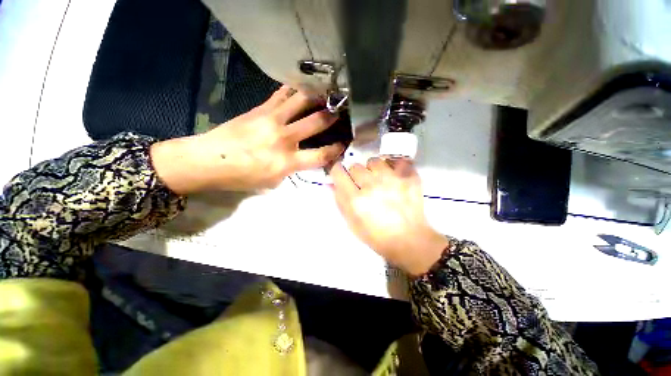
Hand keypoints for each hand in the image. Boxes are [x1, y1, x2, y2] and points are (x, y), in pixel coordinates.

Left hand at [151, 86, 344, 192]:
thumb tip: (301, 157)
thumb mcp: (273, 181)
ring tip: (326, 94)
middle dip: (332, 116)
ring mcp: (272, 120)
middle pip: (316, 122)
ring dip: (317, 97)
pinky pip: (282, 95)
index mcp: (287, 161)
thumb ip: (291, 168)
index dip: (335, 149)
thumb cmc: (242, 177)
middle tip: (341, 111)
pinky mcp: (261, 109)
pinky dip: (294, 90)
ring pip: (301, 101)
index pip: (320, 155)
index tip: (343, 144)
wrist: (209, 159)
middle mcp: (284, 138)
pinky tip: (301, 88)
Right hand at [330, 158, 448, 275]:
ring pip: (374, 161)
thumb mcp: (352, 223)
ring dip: (374, 170)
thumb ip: (340, 201)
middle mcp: (372, 185)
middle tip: (364, 185)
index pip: (338, 172)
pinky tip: (395, 176)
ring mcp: (392, 179)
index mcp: (356, 199)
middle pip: (356, 166)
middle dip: (356, 175)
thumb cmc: (376, 236)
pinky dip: (394, 166)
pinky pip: (397, 160)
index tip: (342, 176)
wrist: (409, 241)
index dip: (338, 172)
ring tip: (381, 180)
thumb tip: (332, 183)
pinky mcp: (409, 177)